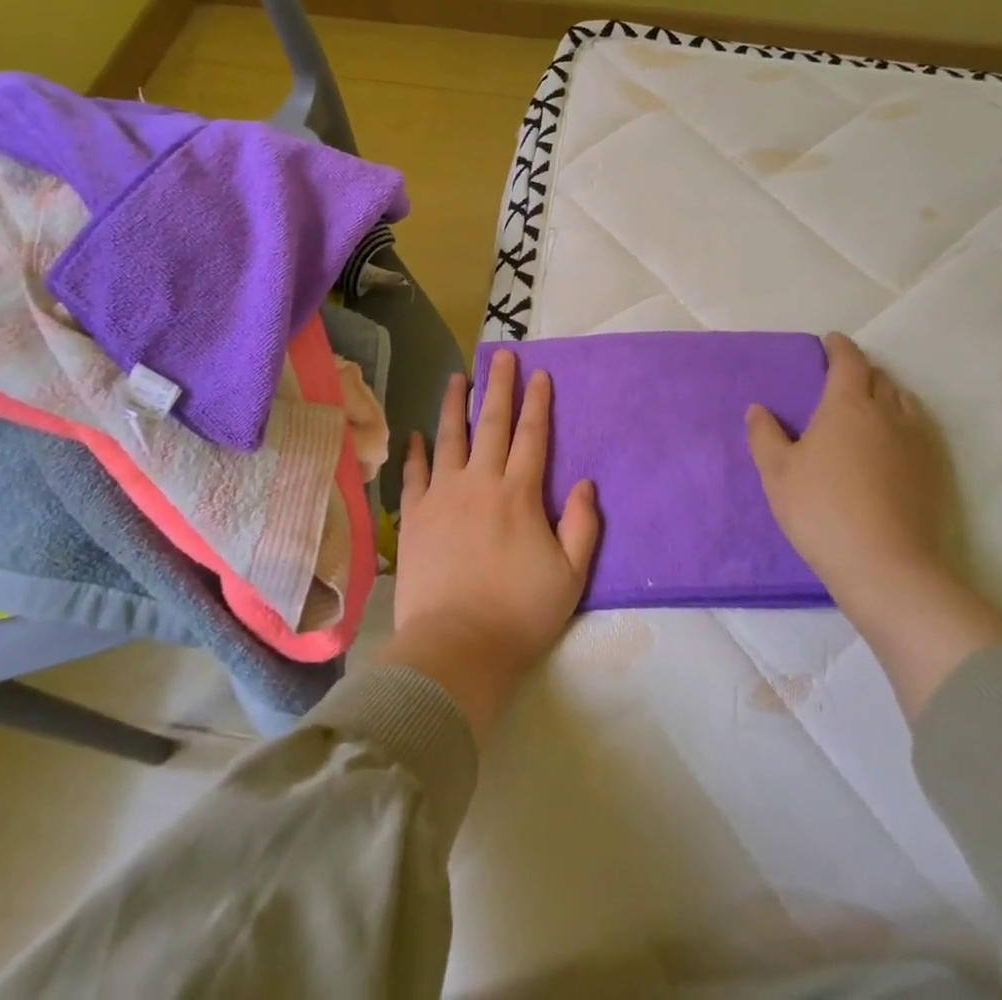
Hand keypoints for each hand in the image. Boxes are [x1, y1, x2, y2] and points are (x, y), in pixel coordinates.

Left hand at [380, 349, 599, 739]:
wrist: (457, 647)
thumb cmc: (520, 614)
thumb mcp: (571, 575)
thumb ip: (583, 526)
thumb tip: (587, 482)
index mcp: (519, 495)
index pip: (532, 436)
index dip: (538, 402)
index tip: (539, 373)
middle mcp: (480, 483)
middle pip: (491, 424)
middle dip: (499, 387)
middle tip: (501, 354)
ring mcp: (443, 497)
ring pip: (449, 438)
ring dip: (455, 405)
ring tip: (457, 376)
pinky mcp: (415, 517)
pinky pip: (415, 474)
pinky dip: (416, 451)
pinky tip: (416, 434)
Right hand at [746, 332, 950, 615]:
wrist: (885, 565)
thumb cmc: (820, 510)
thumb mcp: (777, 472)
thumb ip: (764, 435)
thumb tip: (758, 409)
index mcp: (847, 405)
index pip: (848, 361)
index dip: (839, 347)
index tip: (831, 341)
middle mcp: (888, 413)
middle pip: (879, 377)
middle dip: (861, 370)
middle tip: (843, 378)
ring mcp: (918, 442)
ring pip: (905, 401)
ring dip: (887, 394)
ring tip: (871, 407)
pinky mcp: (936, 471)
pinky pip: (921, 429)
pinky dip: (906, 422)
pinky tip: (895, 442)